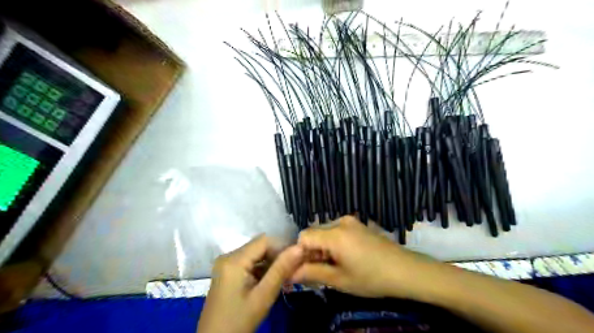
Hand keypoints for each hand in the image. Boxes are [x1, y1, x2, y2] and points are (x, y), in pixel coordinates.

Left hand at [198, 236, 303, 331]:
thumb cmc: (239, 321)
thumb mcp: (263, 296)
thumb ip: (281, 269)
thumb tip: (300, 247)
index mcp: (234, 259)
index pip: (264, 240)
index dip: (282, 247)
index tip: (297, 259)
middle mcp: (228, 256)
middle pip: (259, 246)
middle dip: (277, 256)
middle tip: (293, 270)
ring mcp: (226, 264)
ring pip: (255, 254)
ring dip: (271, 263)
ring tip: (286, 277)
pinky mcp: (227, 272)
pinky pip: (249, 263)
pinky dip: (262, 269)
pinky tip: (272, 280)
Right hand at [291, 215, 434, 299]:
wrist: (406, 270)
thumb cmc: (372, 278)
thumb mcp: (340, 279)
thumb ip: (312, 273)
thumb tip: (290, 273)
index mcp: (334, 234)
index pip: (304, 236)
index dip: (300, 253)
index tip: (305, 269)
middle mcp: (340, 221)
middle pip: (314, 233)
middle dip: (312, 252)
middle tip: (320, 272)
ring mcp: (351, 222)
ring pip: (325, 233)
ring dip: (323, 248)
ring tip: (335, 267)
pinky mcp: (359, 225)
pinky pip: (337, 231)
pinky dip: (334, 244)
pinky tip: (345, 258)